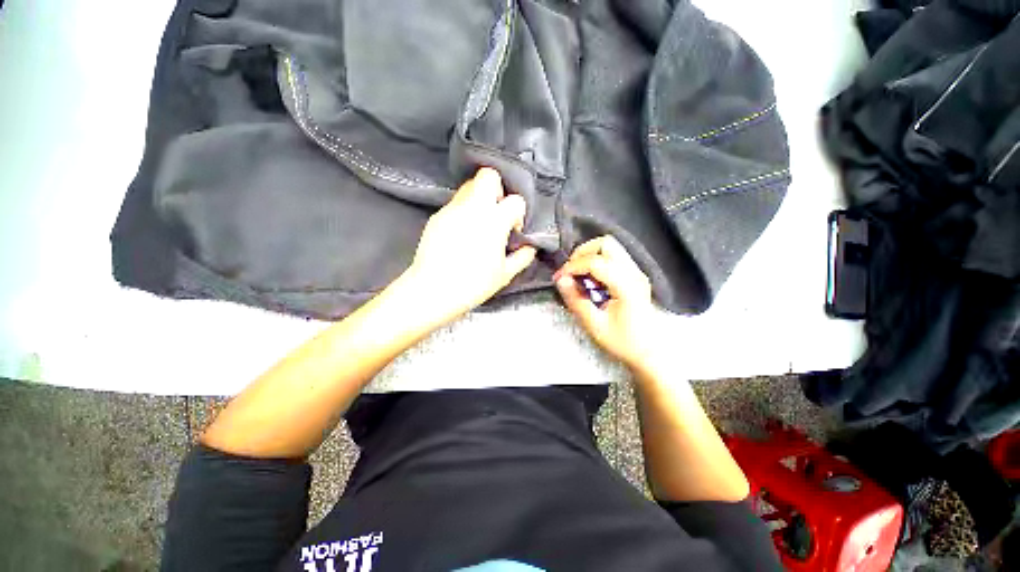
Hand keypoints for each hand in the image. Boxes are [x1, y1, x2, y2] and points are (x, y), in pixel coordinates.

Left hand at [401, 168, 536, 323]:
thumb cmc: (474, 284)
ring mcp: (452, 209)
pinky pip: (454, 204)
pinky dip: (463, 212)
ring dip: (479, 199)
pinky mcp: (437, 216)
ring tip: (478, 223)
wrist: (434, 290)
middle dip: (497, 188)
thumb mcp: (505, 274)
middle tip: (496, 212)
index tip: (513, 230)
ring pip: (468, 187)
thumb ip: (523, 257)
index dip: (518, 213)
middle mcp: (474, 207)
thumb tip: (530, 247)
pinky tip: (461, 234)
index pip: (515, 200)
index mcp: (495, 221)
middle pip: (488, 176)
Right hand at [554, 236, 656, 368]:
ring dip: (589, 255)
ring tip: (578, 274)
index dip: (573, 266)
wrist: (649, 351)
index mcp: (627, 286)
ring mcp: (636, 271)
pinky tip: (590, 279)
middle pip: (606, 244)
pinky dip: (596, 260)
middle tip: (570, 271)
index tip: (559, 278)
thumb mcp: (595, 326)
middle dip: (582, 253)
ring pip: (610, 246)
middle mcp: (634, 273)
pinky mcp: (634, 274)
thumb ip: (576, 301)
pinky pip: (613, 256)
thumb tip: (560, 279)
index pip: (595, 262)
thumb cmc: (623, 342)